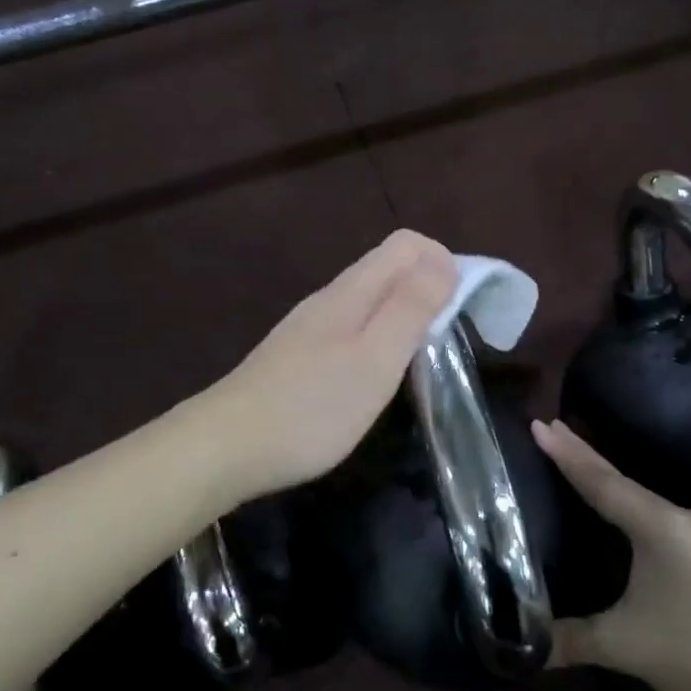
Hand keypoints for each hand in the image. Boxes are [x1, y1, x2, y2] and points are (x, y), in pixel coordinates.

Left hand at [208, 230, 458, 497]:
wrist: (226, 446)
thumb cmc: (311, 407)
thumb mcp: (374, 360)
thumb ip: (410, 309)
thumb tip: (445, 262)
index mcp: (351, 291)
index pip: (406, 244)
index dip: (443, 261)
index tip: (464, 305)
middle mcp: (329, 298)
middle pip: (388, 267)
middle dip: (428, 285)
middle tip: (451, 334)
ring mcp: (310, 326)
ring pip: (370, 298)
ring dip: (405, 311)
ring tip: (422, 355)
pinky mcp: (298, 355)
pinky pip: (352, 326)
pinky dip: (379, 335)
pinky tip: (377, 374)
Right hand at [532, 420, 690, 690]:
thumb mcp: (629, 647)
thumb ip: (574, 640)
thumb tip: (529, 648)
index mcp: (659, 525)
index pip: (601, 481)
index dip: (566, 454)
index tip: (539, 422)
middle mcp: (683, 520)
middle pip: (622, 482)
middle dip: (584, 457)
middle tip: (551, 428)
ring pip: (644, 503)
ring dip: (610, 484)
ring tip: (580, 469)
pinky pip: (662, 523)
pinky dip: (633, 511)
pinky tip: (626, 523)